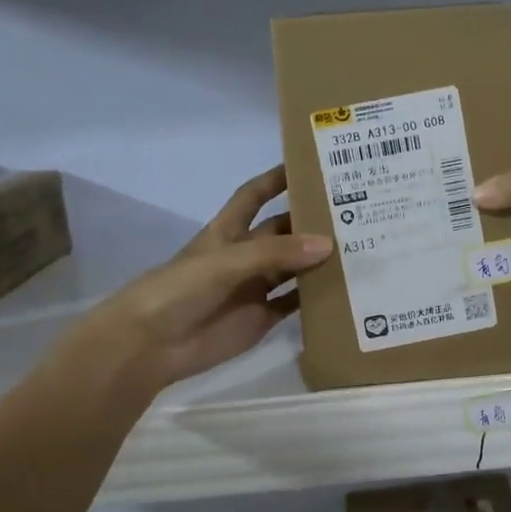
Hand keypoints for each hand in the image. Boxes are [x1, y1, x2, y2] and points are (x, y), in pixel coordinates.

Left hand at [95, 166, 332, 386]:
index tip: (309, 166)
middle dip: (310, 222)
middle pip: (283, 232)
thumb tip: (328, 244)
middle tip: (354, 213)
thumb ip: (275, 253)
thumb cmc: (179, 290)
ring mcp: (254, 288)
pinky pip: (294, 304)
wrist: (151, 345)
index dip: (276, 180)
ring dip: (319, 260)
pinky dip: (315, 298)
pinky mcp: (261, 318)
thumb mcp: (225, 262)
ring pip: (294, 268)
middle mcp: (244, 256)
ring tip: (359, 249)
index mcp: (227, 232)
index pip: (254, 196)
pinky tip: (344, 290)